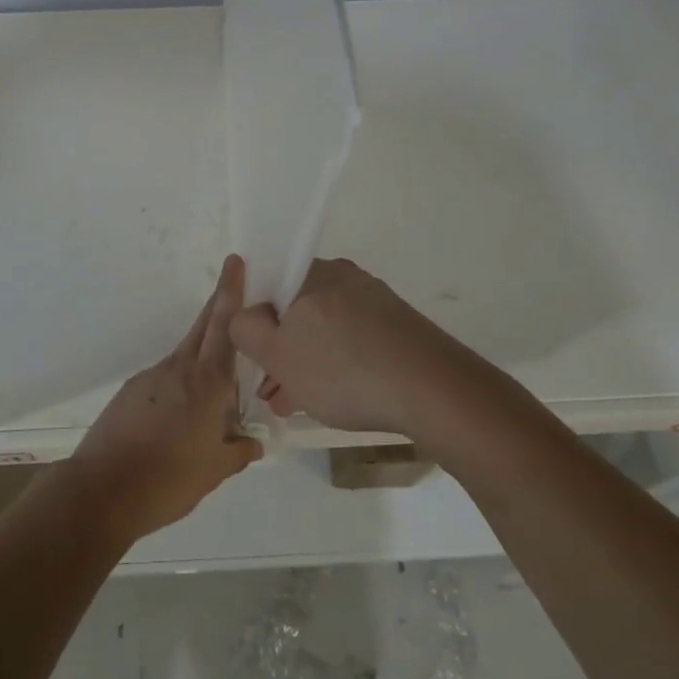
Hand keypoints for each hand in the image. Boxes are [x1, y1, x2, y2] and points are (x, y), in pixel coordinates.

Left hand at [68, 256, 262, 543]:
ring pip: (185, 356)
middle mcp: (179, 370)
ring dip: (202, 355)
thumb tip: (254, 441)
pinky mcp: (131, 392)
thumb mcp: (215, 471)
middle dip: (219, 303)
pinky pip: (165, 379)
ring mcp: (151, 377)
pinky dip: (180, 384)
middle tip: (232, 280)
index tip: (234, 261)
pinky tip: (180, 417)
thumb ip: (238, 451)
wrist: (103, 489)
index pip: (225, 327)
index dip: (231, 293)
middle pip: (203, 327)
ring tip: (216, 390)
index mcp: (207, 383)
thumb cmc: (169, 479)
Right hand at [230, 258, 470, 439]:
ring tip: (300, 405)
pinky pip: (354, 340)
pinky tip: (337, 399)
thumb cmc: (343, 370)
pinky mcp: (398, 325)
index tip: (254, 360)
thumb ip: (245, 329)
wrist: (434, 390)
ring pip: (325, 329)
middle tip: (275, 392)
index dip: (254, 325)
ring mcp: (375, 300)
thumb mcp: (277, 355)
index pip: (267, 287)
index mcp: (311, 273)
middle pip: (297, 311)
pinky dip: (338, 365)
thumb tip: (247, 318)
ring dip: (308, 363)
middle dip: (282, 351)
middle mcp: (343, 276)